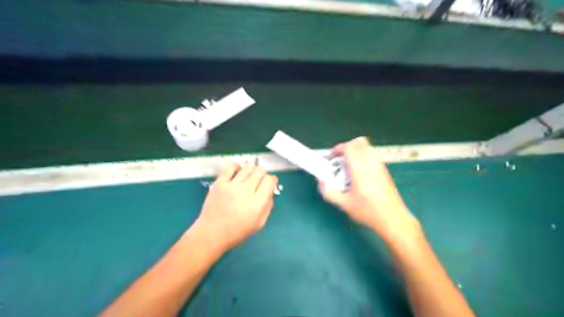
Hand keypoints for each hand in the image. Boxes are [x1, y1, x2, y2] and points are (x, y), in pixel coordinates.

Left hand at [193, 162, 277, 251]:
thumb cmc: (237, 232)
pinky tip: (238, 172)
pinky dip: (237, 166)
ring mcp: (232, 185)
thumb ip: (268, 206)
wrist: (211, 233)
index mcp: (258, 202)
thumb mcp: (259, 224)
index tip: (270, 184)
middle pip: (260, 171)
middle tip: (260, 180)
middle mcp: (246, 190)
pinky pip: (231, 167)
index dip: (272, 180)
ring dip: (252, 170)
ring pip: (248, 167)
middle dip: (263, 174)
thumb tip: (270, 192)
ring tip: (249, 176)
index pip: (270, 180)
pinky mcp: (220, 182)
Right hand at [319, 137, 419, 243]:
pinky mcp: (384, 170)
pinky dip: (363, 157)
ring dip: (355, 151)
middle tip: (339, 160)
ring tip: (348, 166)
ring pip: (367, 147)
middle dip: (346, 147)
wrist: (393, 219)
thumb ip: (329, 192)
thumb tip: (321, 180)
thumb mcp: (344, 204)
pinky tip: (359, 173)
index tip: (331, 157)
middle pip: (359, 142)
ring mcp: (380, 165)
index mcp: (360, 169)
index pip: (349, 147)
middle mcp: (371, 163)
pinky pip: (372, 155)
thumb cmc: (368, 211)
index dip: (338, 149)